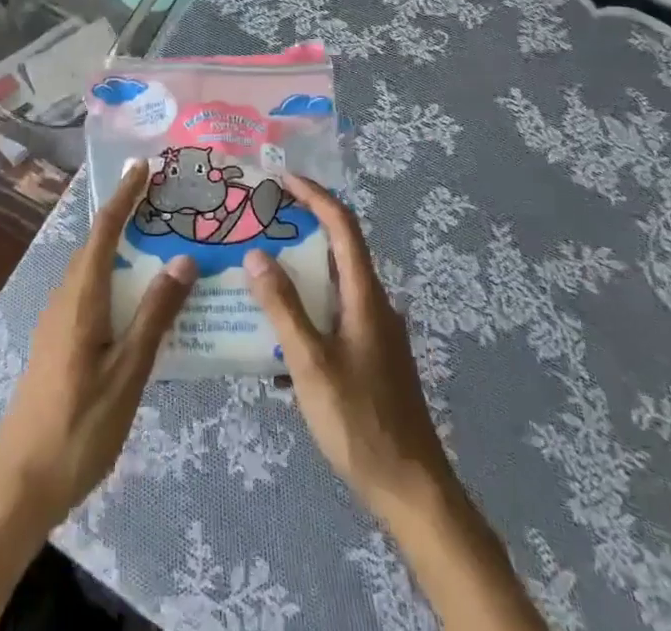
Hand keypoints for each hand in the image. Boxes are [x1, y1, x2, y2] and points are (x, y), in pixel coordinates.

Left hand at [0, 161, 196, 530]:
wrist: (18, 487)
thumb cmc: (78, 428)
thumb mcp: (127, 374)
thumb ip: (155, 315)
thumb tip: (183, 258)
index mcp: (81, 298)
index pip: (104, 229)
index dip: (124, 194)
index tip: (144, 165)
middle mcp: (64, 299)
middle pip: (96, 243)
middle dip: (126, 215)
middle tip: (164, 202)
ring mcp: (56, 322)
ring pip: (91, 269)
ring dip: (120, 247)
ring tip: (157, 242)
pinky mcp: (56, 343)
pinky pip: (88, 292)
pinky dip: (113, 277)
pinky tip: (135, 299)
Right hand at [244, 174, 456, 522]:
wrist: (413, 490)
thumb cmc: (360, 422)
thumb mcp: (311, 364)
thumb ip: (283, 308)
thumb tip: (256, 255)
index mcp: (365, 295)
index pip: (342, 225)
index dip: (314, 195)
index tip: (281, 179)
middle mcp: (374, 303)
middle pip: (339, 249)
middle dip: (302, 228)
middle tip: (261, 223)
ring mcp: (376, 331)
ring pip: (335, 284)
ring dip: (301, 271)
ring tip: (260, 271)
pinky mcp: (372, 356)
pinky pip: (336, 313)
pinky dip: (308, 307)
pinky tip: (278, 336)